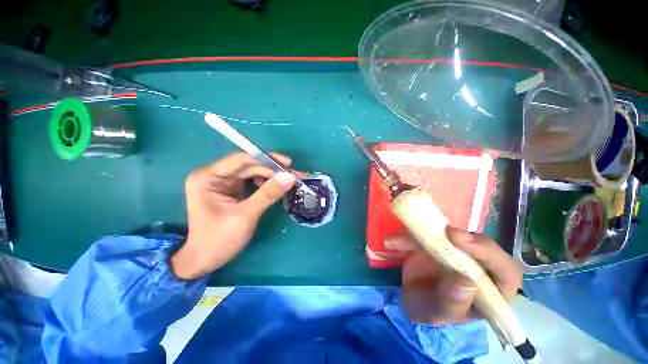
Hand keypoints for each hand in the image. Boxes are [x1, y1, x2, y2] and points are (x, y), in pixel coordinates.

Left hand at [171, 152, 297, 279]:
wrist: (205, 260)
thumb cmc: (219, 239)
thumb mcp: (245, 215)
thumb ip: (268, 194)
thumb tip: (290, 177)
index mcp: (208, 177)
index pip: (241, 160)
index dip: (266, 159)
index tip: (288, 164)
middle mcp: (214, 175)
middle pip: (249, 165)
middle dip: (272, 169)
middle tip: (294, 175)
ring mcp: (223, 182)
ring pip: (252, 172)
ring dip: (271, 176)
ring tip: (288, 181)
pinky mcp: (231, 189)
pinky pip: (252, 181)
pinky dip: (266, 183)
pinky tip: (276, 187)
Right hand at [386, 228, 521, 325]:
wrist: (411, 298)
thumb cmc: (431, 310)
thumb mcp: (438, 314)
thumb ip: (452, 304)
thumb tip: (466, 283)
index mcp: (489, 289)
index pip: (506, 270)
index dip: (489, 253)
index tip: (461, 243)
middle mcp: (477, 265)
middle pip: (481, 245)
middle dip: (466, 238)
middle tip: (446, 233)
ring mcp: (456, 251)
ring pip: (450, 235)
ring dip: (426, 234)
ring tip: (400, 241)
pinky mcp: (436, 242)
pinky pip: (424, 234)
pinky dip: (407, 237)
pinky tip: (392, 243)